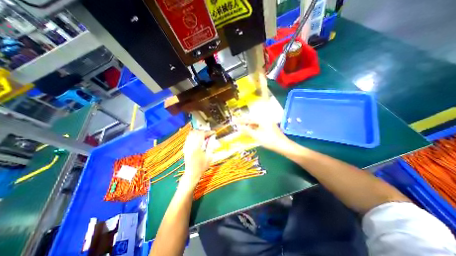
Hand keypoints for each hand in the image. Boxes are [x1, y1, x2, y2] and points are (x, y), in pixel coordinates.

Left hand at [182, 131, 213, 186]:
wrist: (192, 173)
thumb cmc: (201, 167)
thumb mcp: (209, 157)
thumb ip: (211, 146)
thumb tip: (212, 138)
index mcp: (197, 148)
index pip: (202, 135)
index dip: (208, 132)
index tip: (212, 132)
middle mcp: (190, 146)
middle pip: (196, 132)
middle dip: (203, 131)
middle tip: (208, 134)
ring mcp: (187, 147)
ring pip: (191, 134)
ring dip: (197, 133)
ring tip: (203, 135)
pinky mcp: (185, 149)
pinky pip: (188, 139)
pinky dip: (193, 136)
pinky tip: (197, 139)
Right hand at [235, 117, 287, 151]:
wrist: (283, 145)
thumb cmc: (270, 141)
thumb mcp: (257, 136)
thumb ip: (247, 130)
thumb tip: (239, 127)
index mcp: (262, 120)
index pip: (248, 118)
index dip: (240, 120)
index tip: (233, 120)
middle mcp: (264, 119)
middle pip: (252, 120)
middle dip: (244, 122)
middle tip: (237, 124)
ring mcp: (267, 123)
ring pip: (255, 123)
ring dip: (249, 126)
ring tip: (242, 129)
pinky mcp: (269, 127)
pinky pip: (259, 126)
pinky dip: (254, 128)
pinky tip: (250, 132)